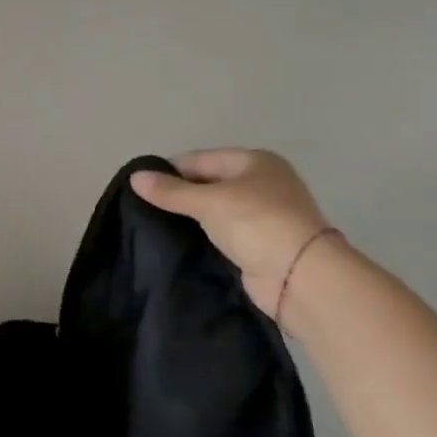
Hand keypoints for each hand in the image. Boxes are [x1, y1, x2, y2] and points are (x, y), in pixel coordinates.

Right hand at [130, 149, 333, 319]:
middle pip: (209, 182)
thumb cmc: (256, 224)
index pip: (200, 159)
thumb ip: (171, 191)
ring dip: (191, 216)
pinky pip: (223, 231)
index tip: (139, 187)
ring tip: (155, 224)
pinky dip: (204, 234)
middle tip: (144, 207)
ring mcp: (263, 214)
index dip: (170, 170)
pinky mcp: (260, 243)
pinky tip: (180, 241)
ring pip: (215, 208)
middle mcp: (262, 183)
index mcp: (255, 161)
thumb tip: (135, 177)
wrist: (301, 277)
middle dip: (180, 194)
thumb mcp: (209, 202)